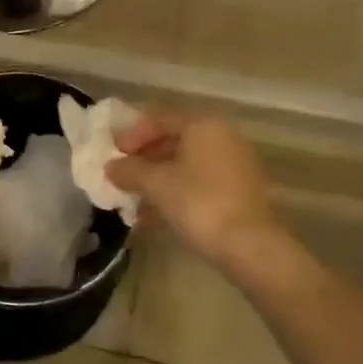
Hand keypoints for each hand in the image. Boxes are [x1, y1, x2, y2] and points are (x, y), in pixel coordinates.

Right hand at [105, 109, 282, 262]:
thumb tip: (111, 167)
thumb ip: (130, 171)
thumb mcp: (157, 185)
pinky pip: (200, 181)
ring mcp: (234, 163)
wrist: (251, 245)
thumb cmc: (200, 203)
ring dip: (158, 179)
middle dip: (144, 158)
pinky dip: (177, 192)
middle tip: (122, 176)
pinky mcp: (240, 189)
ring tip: (134, 200)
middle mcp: (222, 136)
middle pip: (174, 139)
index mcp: (203, 125)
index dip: (132, 134)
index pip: (159, 118)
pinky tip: (156, 216)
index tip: (113, 154)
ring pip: (186, 164)